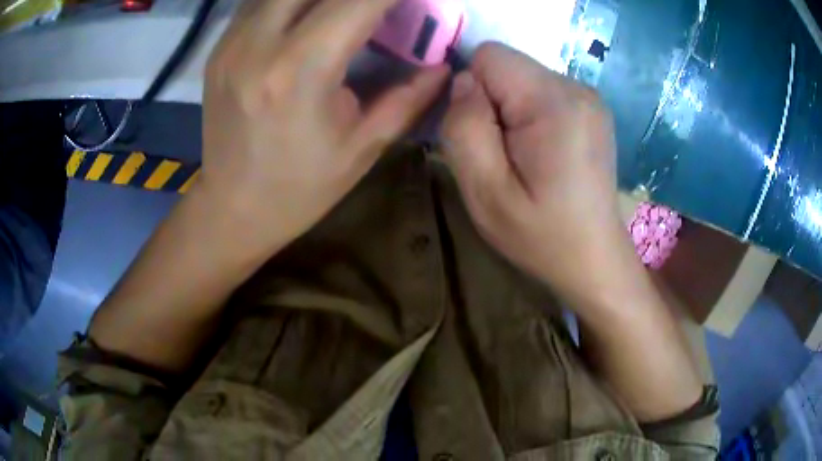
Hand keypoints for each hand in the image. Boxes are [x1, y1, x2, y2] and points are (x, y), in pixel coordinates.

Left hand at [200, 0, 448, 253]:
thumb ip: (408, 99)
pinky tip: (308, 16)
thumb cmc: (299, 189)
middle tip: (376, 9)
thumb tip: (442, 66)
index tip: (412, 2)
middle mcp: (259, 44)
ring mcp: (231, 43)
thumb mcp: (362, 149)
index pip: (358, 0)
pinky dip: (291, 0)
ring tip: (343, 14)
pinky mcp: (218, 48)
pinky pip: (260, 1)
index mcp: (301, 70)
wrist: (232, 209)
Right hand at [442, 43, 631, 308]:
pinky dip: (529, 115)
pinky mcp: (590, 107)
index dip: (472, 91)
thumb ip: (464, 128)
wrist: (593, 258)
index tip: (485, 136)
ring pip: (521, 78)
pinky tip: (543, 153)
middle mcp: (577, 87)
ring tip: (526, 158)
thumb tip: (462, 83)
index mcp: (554, 102)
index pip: (489, 56)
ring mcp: (588, 96)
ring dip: (510, 111)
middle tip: (505, 154)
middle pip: (506, 65)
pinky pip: (540, 92)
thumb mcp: (485, 192)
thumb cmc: (541, 235)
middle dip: (491, 102)